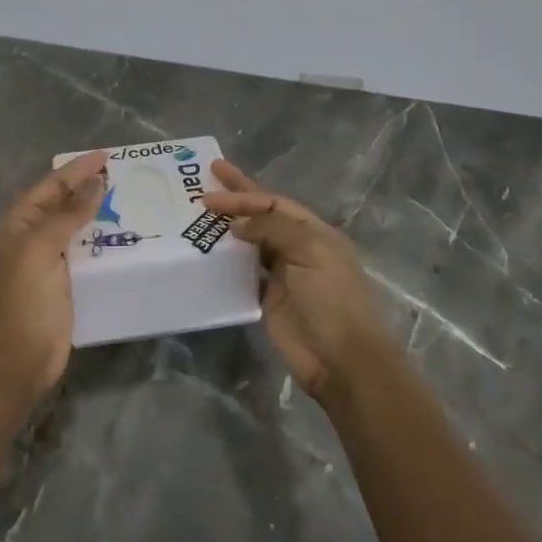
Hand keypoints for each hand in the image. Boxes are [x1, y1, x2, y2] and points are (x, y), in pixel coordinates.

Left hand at [0, 149, 107, 406]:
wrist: (16, 363)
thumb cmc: (23, 301)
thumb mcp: (41, 250)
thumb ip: (67, 215)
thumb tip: (95, 183)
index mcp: (17, 225)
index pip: (50, 186)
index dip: (77, 170)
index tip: (107, 156)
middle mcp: (30, 238)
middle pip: (62, 204)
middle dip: (88, 187)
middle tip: (123, 174)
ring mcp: (47, 263)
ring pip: (75, 228)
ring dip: (98, 213)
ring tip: (130, 199)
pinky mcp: (64, 284)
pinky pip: (85, 253)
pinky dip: (102, 242)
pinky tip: (125, 237)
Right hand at [201, 159, 392, 402]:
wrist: (342, 360)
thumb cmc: (332, 299)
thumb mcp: (310, 252)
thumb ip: (273, 229)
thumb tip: (237, 223)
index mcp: (315, 233)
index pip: (275, 204)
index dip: (245, 194)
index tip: (213, 186)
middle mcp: (299, 249)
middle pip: (262, 217)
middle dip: (237, 199)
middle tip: (206, 181)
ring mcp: (283, 275)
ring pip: (251, 243)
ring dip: (228, 229)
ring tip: (199, 216)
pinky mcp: (269, 300)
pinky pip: (244, 273)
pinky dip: (227, 262)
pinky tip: (207, 253)